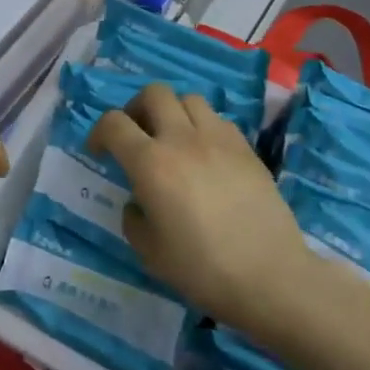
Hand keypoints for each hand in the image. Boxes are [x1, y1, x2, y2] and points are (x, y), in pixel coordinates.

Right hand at [89, 83, 311, 332]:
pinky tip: (205, 154)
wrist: (270, 276)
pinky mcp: (246, 147)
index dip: (99, 132)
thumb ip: (134, 218)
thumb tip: (139, 201)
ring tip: (173, 140)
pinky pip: (217, 119)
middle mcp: (182, 138)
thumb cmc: (202, 269)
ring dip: (173, 112)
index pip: (114, 123)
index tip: (99, 151)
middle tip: (136, 135)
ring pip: (189, 99)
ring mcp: (218, 138)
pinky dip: (203, 127)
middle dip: (137, 108)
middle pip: (154, 93)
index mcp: (151, 163)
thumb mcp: (149, 252)